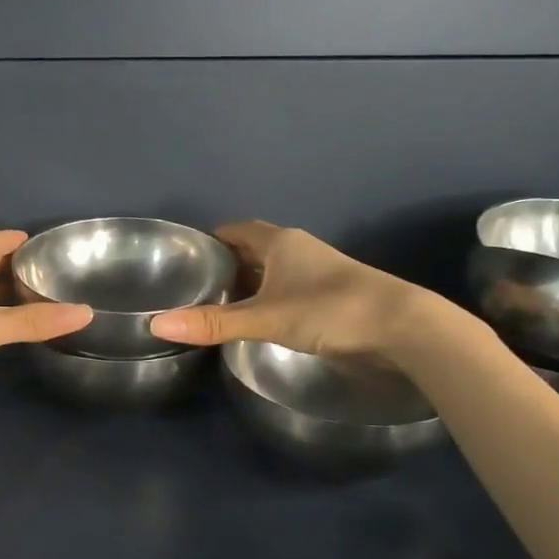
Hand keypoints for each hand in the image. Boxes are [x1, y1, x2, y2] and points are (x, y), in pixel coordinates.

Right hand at [148, 220, 432, 359]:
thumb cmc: (328, 310)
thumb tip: (157, 323)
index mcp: (279, 242)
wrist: (400, 327)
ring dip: (250, 284)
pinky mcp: (330, 296)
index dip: (210, 241)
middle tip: (195, 287)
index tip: (185, 259)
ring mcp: (317, 272)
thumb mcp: (265, 318)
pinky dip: (269, 300)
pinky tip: (259, 321)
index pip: (235, 230)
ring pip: (273, 271)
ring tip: (220, 306)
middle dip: (227, 265)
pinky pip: (288, 290)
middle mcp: (297, 249)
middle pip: (253, 250)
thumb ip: (214, 323)